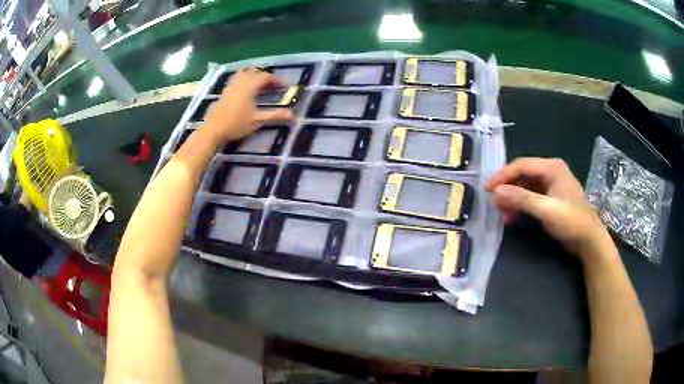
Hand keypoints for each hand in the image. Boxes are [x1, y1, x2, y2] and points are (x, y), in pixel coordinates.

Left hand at [202, 68, 292, 142]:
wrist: (213, 130)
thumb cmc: (236, 124)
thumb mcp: (257, 120)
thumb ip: (275, 115)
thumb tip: (292, 115)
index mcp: (250, 86)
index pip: (266, 76)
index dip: (276, 80)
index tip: (284, 86)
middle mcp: (240, 82)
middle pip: (254, 71)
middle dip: (264, 76)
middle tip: (271, 86)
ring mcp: (230, 86)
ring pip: (243, 73)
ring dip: (252, 75)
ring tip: (258, 85)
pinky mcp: (224, 92)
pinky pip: (235, 79)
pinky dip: (243, 80)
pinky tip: (244, 92)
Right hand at [485, 158, 611, 260]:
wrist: (589, 241)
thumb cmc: (572, 222)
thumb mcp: (546, 210)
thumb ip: (522, 199)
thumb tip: (495, 192)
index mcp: (552, 167)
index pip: (521, 165)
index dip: (502, 176)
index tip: (487, 190)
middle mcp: (551, 171)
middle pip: (522, 174)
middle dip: (507, 188)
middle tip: (494, 204)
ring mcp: (552, 184)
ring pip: (525, 186)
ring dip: (513, 198)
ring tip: (503, 213)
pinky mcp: (551, 198)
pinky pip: (531, 196)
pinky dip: (521, 204)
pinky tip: (514, 215)